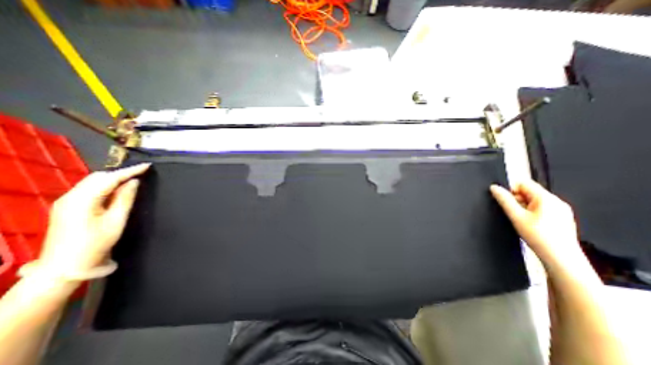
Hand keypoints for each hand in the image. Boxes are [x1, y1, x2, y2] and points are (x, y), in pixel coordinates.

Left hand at [37, 163, 149, 275]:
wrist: (64, 266)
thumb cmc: (95, 244)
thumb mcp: (116, 221)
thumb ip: (125, 199)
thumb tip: (134, 182)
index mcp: (82, 200)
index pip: (109, 179)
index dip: (129, 171)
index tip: (147, 166)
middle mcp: (70, 197)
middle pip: (97, 177)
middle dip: (120, 173)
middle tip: (142, 173)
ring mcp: (66, 202)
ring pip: (92, 182)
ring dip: (113, 179)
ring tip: (133, 179)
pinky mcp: (67, 207)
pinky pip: (89, 189)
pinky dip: (106, 186)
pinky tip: (117, 189)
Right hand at [489, 181, 584, 269]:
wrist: (561, 258)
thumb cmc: (539, 237)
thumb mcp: (516, 216)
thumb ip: (504, 200)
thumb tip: (494, 188)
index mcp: (547, 198)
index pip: (524, 183)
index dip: (511, 190)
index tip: (507, 202)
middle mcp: (557, 201)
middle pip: (529, 192)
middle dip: (518, 200)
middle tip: (514, 213)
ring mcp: (561, 210)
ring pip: (535, 201)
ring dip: (524, 207)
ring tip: (523, 221)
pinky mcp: (562, 218)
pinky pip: (542, 209)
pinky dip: (533, 213)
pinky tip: (532, 225)